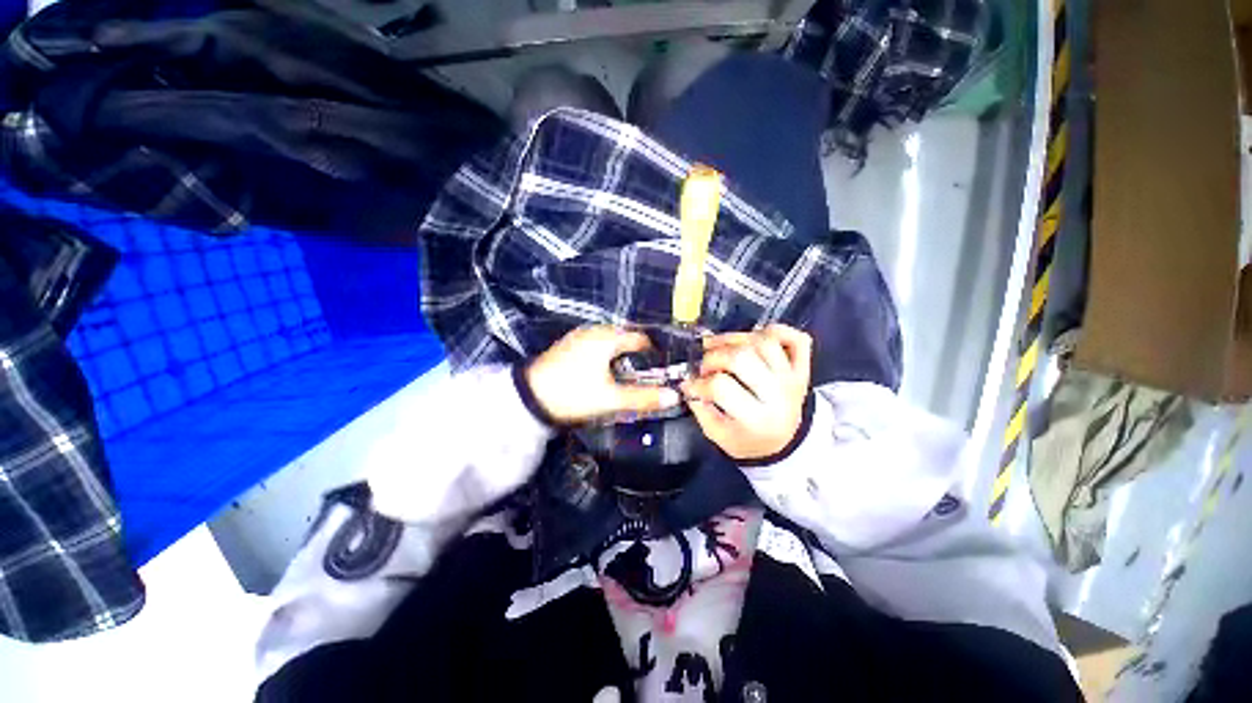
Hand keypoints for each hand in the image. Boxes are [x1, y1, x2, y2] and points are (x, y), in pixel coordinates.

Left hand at [526, 325, 681, 424]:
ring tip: (628, 376)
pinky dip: (606, 355)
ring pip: (610, 341)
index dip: (654, 354)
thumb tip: (675, 396)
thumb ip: (643, 397)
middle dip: (638, 355)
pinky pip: (597, 345)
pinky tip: (604, 372)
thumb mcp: (611, 399)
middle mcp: (595, 330)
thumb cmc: (573, 394)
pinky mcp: (569, 345)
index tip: (661, 371)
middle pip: (626, 337)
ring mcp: (579, 336)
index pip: (641, 339)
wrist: (528, 398)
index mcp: (608, 337)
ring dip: (621, 355)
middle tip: (646, 375)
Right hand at [682, 324, 811, 460]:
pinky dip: (776, 331)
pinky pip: (797, 339)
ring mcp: (792, 378)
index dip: (699, 382)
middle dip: (714, 357)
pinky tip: (755, 338)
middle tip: (705, 367)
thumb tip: (688, 384)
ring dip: (736, 339)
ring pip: (764, 341)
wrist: (785, 442)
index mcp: (756, 419)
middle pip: (742, 357)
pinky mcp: (801, 368)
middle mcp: (778, 394)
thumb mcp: (719, 436)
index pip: (721, 386)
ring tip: (722, 348)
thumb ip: (701, 410)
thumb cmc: (748, 440)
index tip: (690, 385)